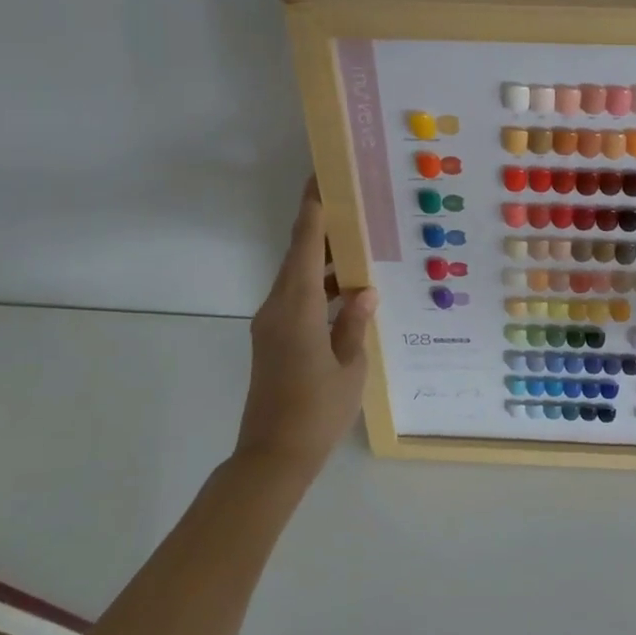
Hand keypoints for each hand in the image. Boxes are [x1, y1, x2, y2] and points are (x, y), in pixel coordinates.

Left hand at [238, 178, 377, 475]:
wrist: (272, 458)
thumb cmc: (316, 411)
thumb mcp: (349, 367)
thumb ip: (355, 323)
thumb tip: (364, 290)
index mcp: (296, 307)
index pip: (305, 245)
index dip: (313, 209)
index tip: (322, 176)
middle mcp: (277, 307)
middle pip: (298, 255)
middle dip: (321, 227)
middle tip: (352, 203)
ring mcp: (271, 325)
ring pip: (297, 278)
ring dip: (323, 260)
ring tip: (359, 244)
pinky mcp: (273, 340)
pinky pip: (296, 299)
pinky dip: (319, 287)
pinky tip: (347, 292)